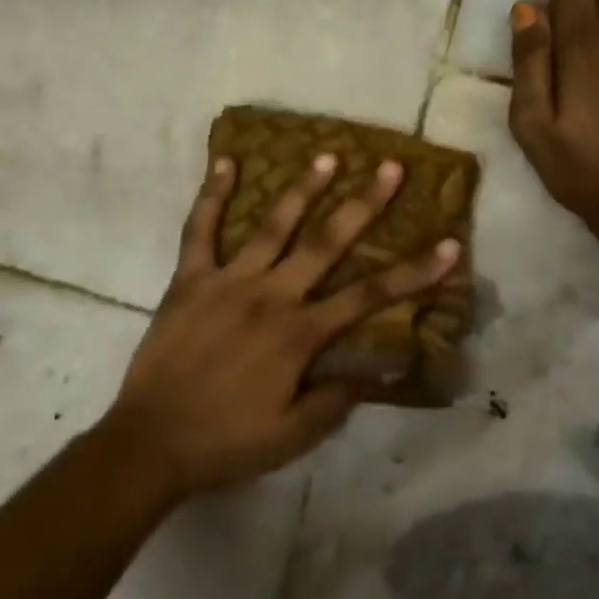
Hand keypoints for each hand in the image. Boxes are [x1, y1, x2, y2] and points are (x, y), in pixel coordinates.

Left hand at [102, 152, 460, 499]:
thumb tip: (380, 369)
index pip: (369, 295)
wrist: (150, 442)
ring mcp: (227, 281)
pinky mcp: (189, 279)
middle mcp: (270, 295)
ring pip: (272, 225)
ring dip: (303, 188)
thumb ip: (337, 398)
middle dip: (364, 205)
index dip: (413, 271)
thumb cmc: (227, 441)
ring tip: (328, 156)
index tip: (448, 244)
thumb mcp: (294, 434)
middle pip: (326, 242)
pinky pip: (200, 229)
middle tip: (391, 168)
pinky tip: (227, 161)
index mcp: (300, 334)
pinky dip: (213, 194)